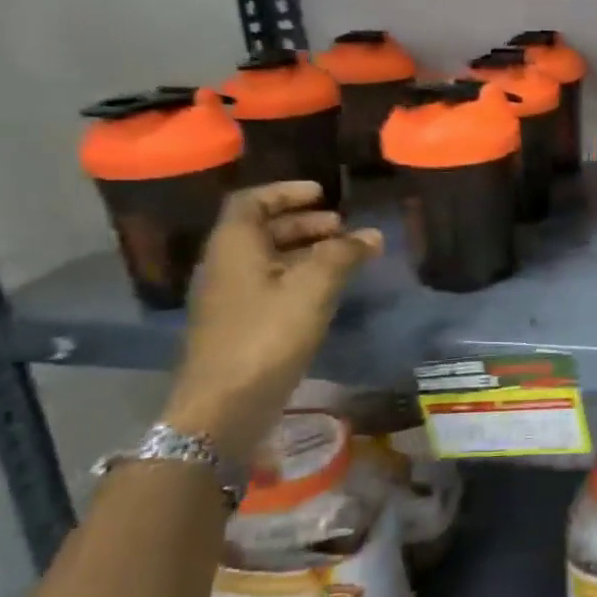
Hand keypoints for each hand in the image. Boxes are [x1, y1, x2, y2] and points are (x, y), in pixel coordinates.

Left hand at [161, 182, 381, 462]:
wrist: (225, 404)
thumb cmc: (267, 334)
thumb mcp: (314, 287)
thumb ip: (344, 254)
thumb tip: (371, 235)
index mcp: (234, 246)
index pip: (253, 201)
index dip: (286, 192)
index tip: (322, 193)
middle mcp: (225, 265)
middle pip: (261, 230)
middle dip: (302, 223)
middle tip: (341, 225)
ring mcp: (230, 298)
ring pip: (268, 259)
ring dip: (304, 250)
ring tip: (343, 256)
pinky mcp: (240, 325)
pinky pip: (270, 286)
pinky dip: (299, 277)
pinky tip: (327, 291)